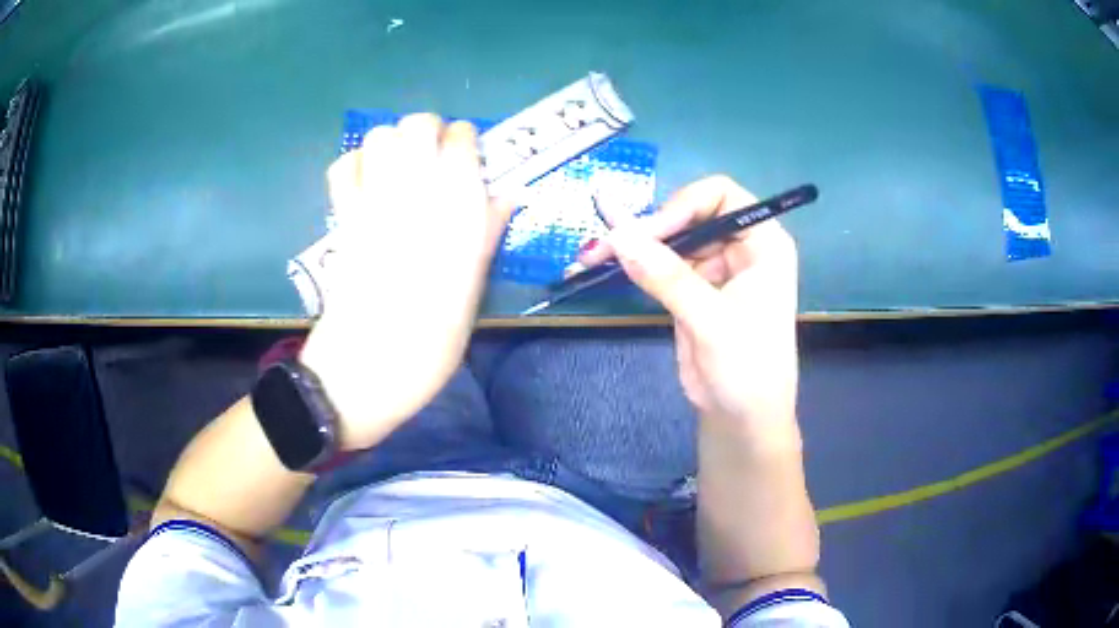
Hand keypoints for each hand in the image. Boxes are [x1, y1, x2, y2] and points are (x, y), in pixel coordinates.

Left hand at [299, 114, 513, 450]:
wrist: (367, 367)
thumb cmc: (431, 340)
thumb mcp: (472, 288)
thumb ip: (486, 231)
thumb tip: (508, 194)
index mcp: (455, 207)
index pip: (461, 139)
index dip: (466, 144)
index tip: (469, 162)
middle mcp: (412, 191)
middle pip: (417, 123)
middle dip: (430, 132)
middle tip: (435, 161)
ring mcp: (371, 201)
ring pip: (378, 136)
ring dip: (392, 144)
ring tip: (401, 171)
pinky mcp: (341, 218)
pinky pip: (342, 169)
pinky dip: (355, 167)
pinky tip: (367, 187)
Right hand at [582, 176, 798, 429]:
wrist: (742, 419)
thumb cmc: (747, 368)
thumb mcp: (711, 320)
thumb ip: (667, 276)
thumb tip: (619, 237)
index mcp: (763, 243)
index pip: (721, 196)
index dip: (682, 205)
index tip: (648, 233)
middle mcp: (740, 247)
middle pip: (689, 215)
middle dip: (648, 228)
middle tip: (604, 244)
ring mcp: (715, 268)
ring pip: (670, 240)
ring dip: (633, 246)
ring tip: (592, 256)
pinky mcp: (692, 289)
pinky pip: (660, 266)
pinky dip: (633, 266)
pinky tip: (602, 266)